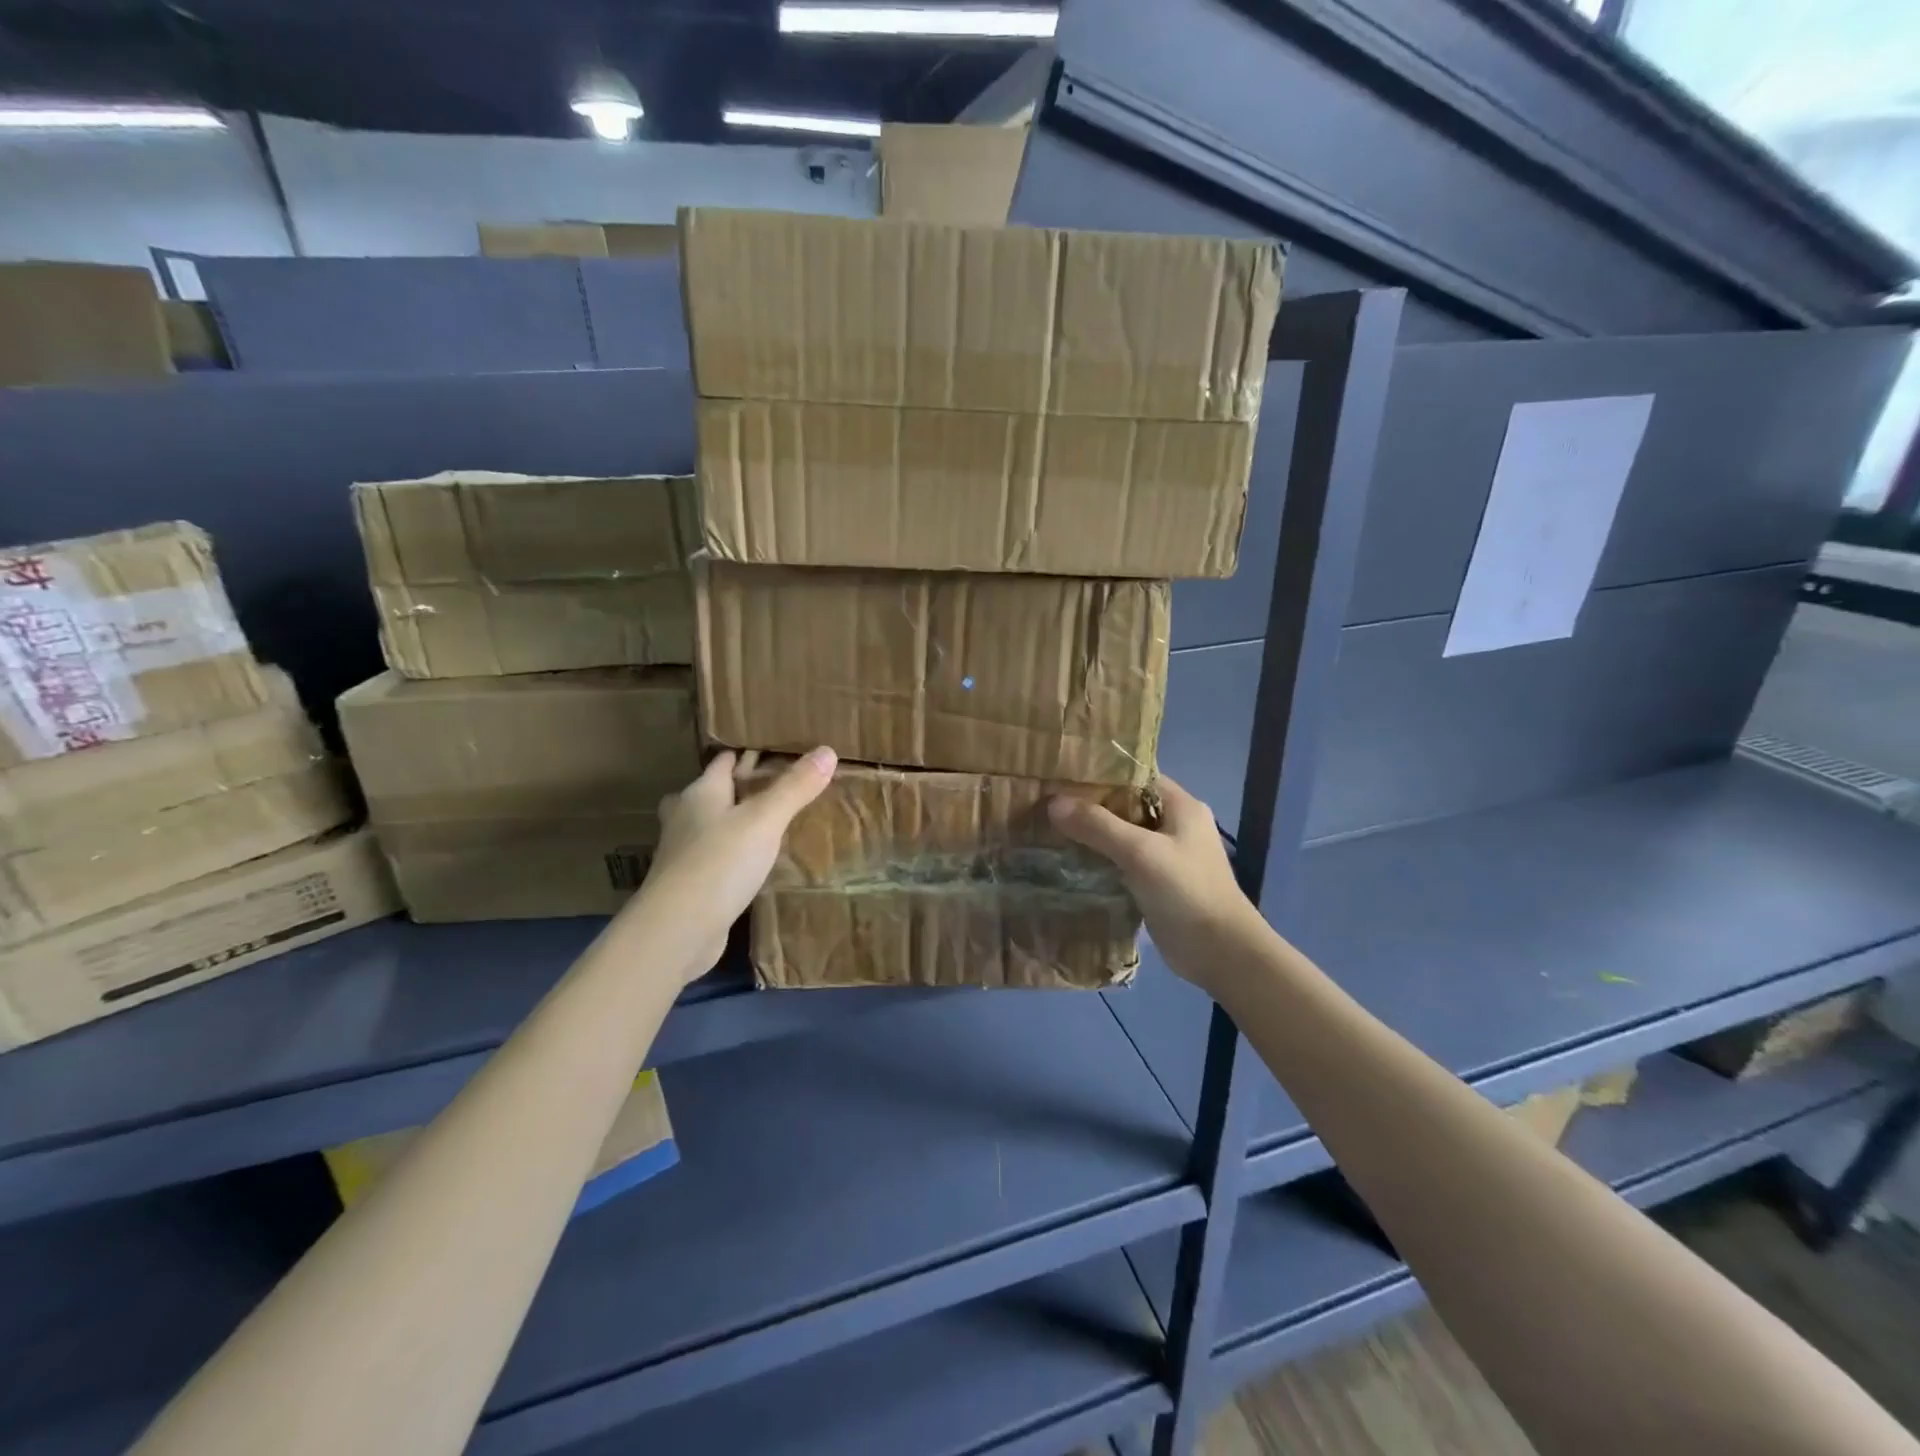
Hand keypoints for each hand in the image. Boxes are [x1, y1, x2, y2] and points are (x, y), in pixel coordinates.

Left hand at [630, 747, 836, 983]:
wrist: (677, 931)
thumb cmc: (719, 863)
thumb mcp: (765, 820)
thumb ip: (795, 787)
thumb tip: (827, 750)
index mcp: (700, 793)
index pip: (723, 761)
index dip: (747, 754)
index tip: (777, 750)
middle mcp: (686, 818)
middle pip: (713, 793)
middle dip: (739, 788)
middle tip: (775, 787)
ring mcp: (684, 854)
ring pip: (712, 826)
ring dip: (735, 823)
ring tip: (770, 822)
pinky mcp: (690, 885)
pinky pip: (716, 858)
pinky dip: (734, 854)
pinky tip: (756, 862)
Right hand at [1049, 775, 1264, 994]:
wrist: (1221, 953)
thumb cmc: (1186, 891)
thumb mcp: (1140, 852)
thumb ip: (1097, 826)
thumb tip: (1054, 803)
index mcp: (1181, 806)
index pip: (1136, 776)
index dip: (1101, 774)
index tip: (1062, 776)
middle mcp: (1174, 825)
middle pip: (1125, 806)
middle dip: (1089, 806)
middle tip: (1046, 803)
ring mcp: (1166, 856)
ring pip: (1121, 837)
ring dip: (1091, 836)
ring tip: (1049, 829)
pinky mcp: (1156, 884)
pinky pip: (1121, 863)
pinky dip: (1099, 861)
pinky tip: (1067, 862)